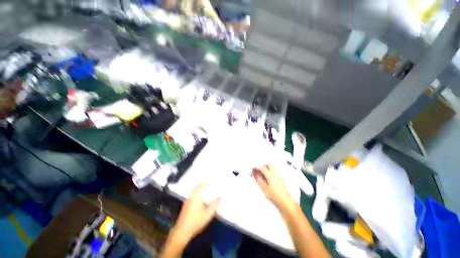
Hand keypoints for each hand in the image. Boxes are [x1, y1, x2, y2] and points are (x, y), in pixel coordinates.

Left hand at [173, 183, 220, 240]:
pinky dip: (197, 191)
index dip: (207, 182)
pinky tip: (200, 197)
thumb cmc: (196, 222)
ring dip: (200, 187)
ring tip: (206, 189)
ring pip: (194, 189)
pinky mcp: (186, 204)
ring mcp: (188, 200)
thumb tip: (220, 196)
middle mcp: (192, 196)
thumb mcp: (208, 214)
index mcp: (197, 196)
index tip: (213, 181)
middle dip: (203, 183)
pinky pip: (192, 193)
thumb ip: (215, 204)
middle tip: (210, 184)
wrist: (182, 231)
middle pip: (197, 186)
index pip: (202, 185)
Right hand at [252, 164, 293, 208]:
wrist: (285, 201)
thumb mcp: (264, 188)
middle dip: (262, 166)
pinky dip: (269, 172)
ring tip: (261, 174)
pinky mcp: (280, 179)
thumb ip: (259, 180)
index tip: (252, 169)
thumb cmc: (274, 196)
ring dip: (266, 168)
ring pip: (272, 168)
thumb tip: (255, 174)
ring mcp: (278, 176)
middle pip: (268, 165)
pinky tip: (267, 178)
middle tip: (258, 170)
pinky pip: (274, 172)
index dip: (256, 167)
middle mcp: (275, 173)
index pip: (262, 167)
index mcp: (270, 175)